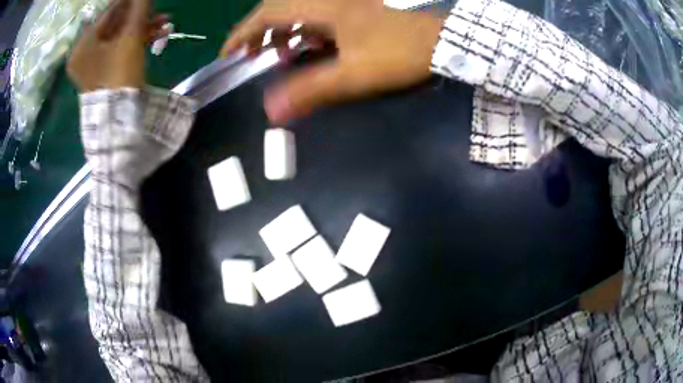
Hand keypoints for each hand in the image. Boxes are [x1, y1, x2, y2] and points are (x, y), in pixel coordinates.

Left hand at [68, 0, 168, 91]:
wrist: (119, 119)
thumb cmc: (118, 74)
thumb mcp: (130, 38)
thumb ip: (138, 9)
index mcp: (83, 45)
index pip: (108, 14)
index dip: (128, 1)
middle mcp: (85, 54)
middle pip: (115, 26)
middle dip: (139, 16)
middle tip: (156, 9)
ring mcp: (94, 66)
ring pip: (120, 38)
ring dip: (143, 29)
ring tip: (165, 23)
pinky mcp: (104, 74)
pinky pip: (120, 51)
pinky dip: (137, 42)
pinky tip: (157, 35)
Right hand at [220, 0, 442, 123]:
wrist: (440, 40)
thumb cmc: (398, 54)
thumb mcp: (352, 75)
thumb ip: (310, 90)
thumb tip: (270, 111)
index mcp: (321, 6)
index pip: (266, 14)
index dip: (242, 33)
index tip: (229, 54)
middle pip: (278, 8)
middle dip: (259, 31)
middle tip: (252, 55)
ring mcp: (342, 1)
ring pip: (298, 10)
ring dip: (283, 31)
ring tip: (280, 55)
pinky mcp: (355, 7)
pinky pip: (318, 13)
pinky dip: (306, 30)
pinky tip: (312, 46)